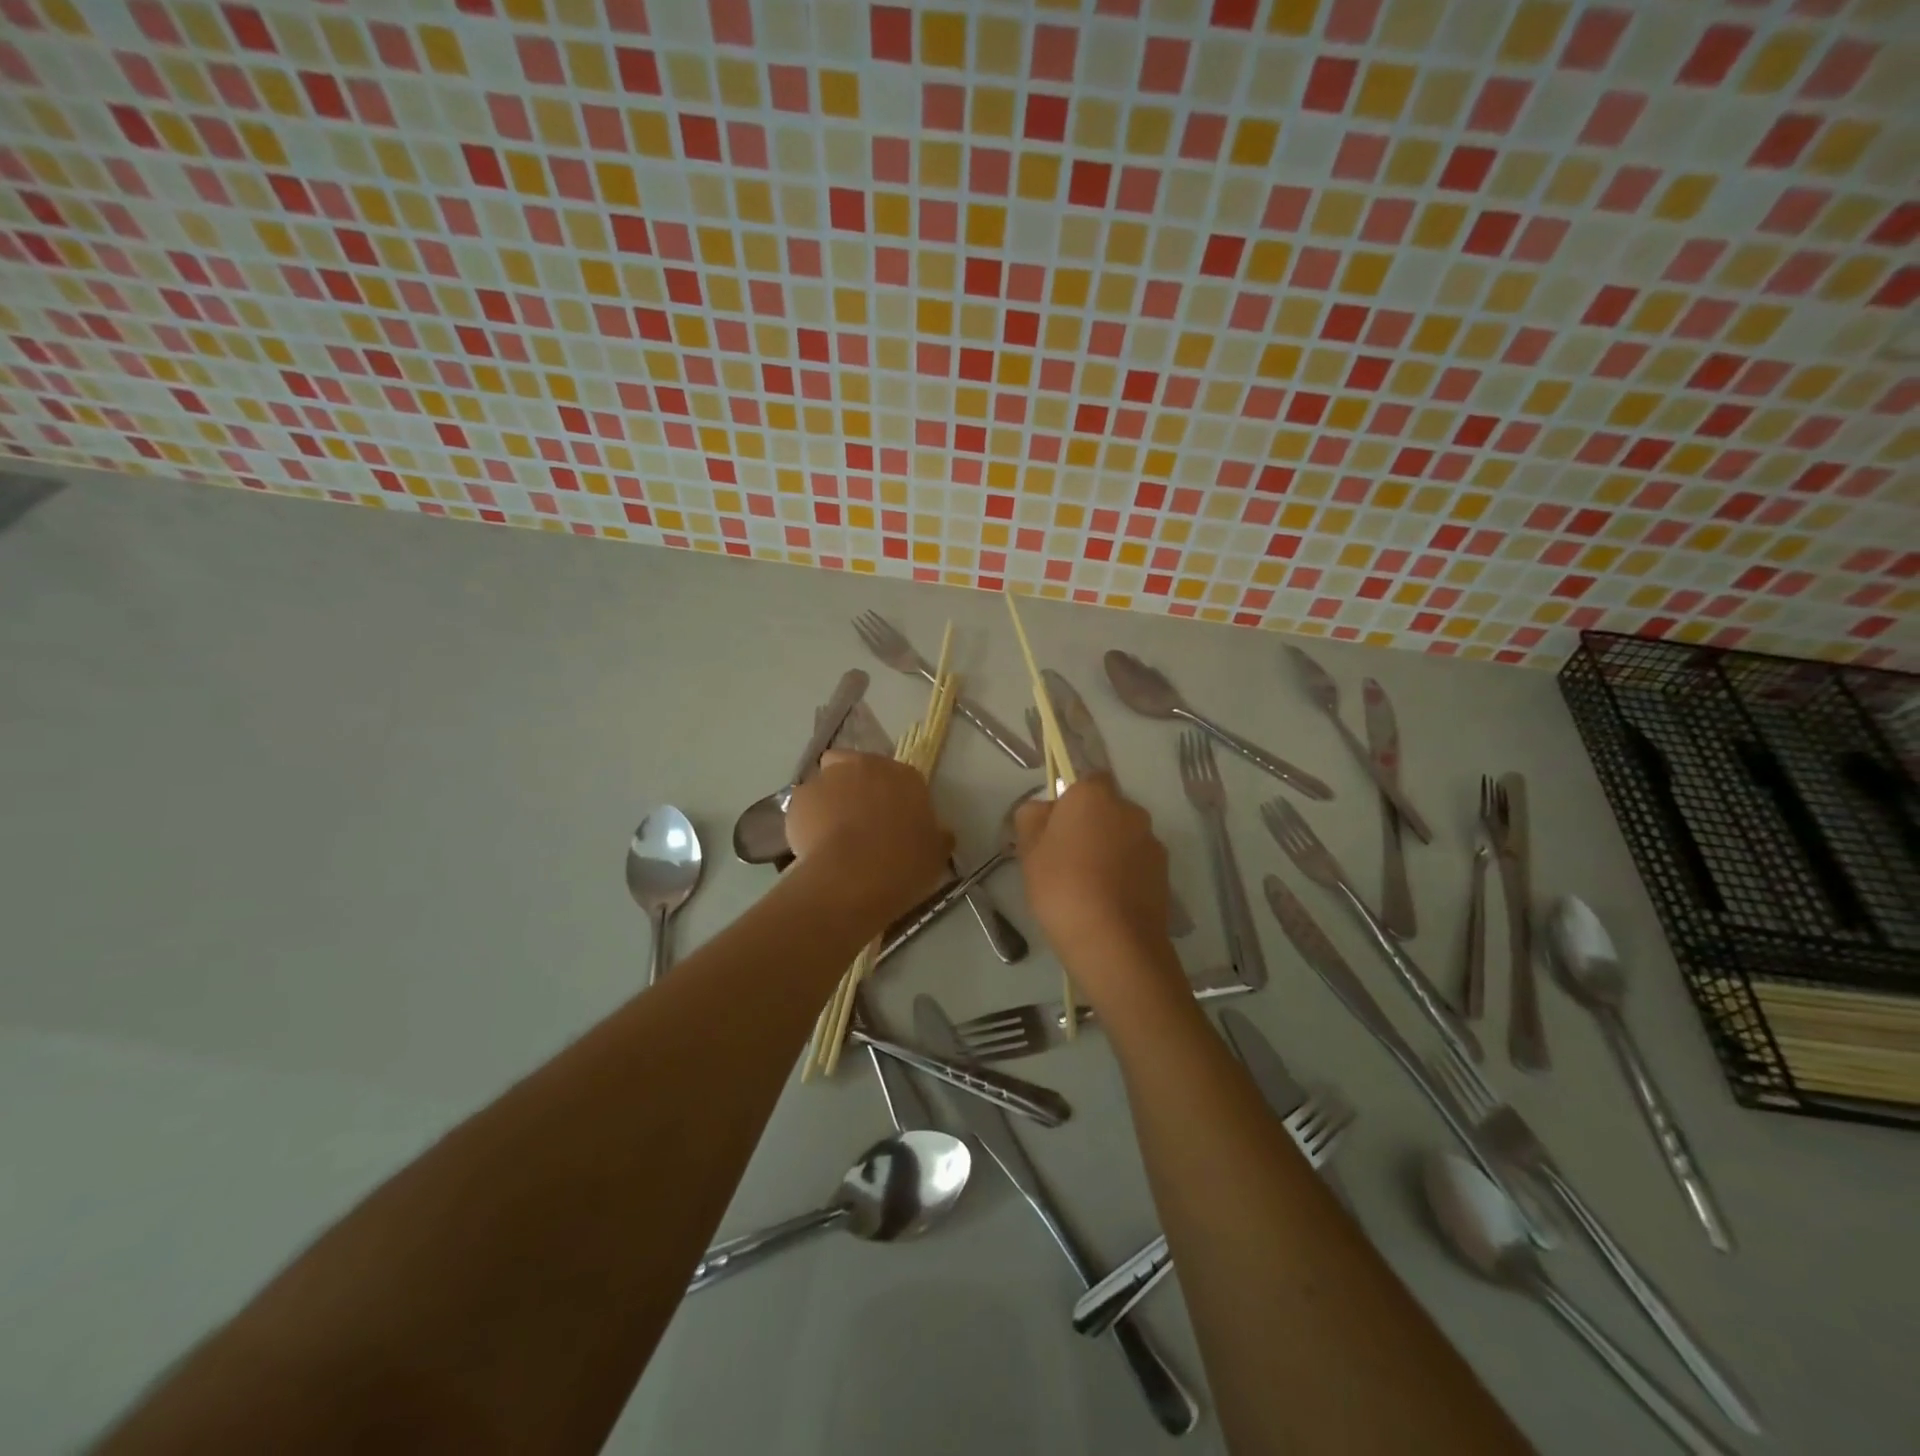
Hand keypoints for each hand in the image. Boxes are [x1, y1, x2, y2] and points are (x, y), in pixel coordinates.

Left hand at [784, 751, 952, 930]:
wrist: (853, 878)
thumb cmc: (903, 864)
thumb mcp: (936, 855)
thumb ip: (937, 837)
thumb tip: (940, 833)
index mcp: (905, 776)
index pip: (901, 780)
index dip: (895, 800)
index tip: (894, 825)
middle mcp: (867, 766)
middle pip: (860, 768)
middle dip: (858, 788)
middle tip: (861, 823)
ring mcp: (830, 777)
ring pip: (828, 782)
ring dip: (831, 800)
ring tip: (832, 836)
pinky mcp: (800, 797)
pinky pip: (805, 805)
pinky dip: (807, 820)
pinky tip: (812, 846)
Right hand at [1014, 775, 1181, 993]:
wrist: (1114, 943)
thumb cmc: (1062, 887)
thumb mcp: (1028, 851)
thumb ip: (1031, 818)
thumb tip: (1043, 809)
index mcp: (1094, 795)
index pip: (1084, 781)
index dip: (1069, 802)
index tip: (1053, 830)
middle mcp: (1129, 809)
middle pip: (1105, 809)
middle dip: (1089, 827)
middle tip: (1064, 861)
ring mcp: (1151, 841)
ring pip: (1122, 837)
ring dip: (1109, 852)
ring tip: (1088, 888)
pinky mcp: (1164, 873)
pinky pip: (1137, 864)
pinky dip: (1124, 875)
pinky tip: (1108, 904)